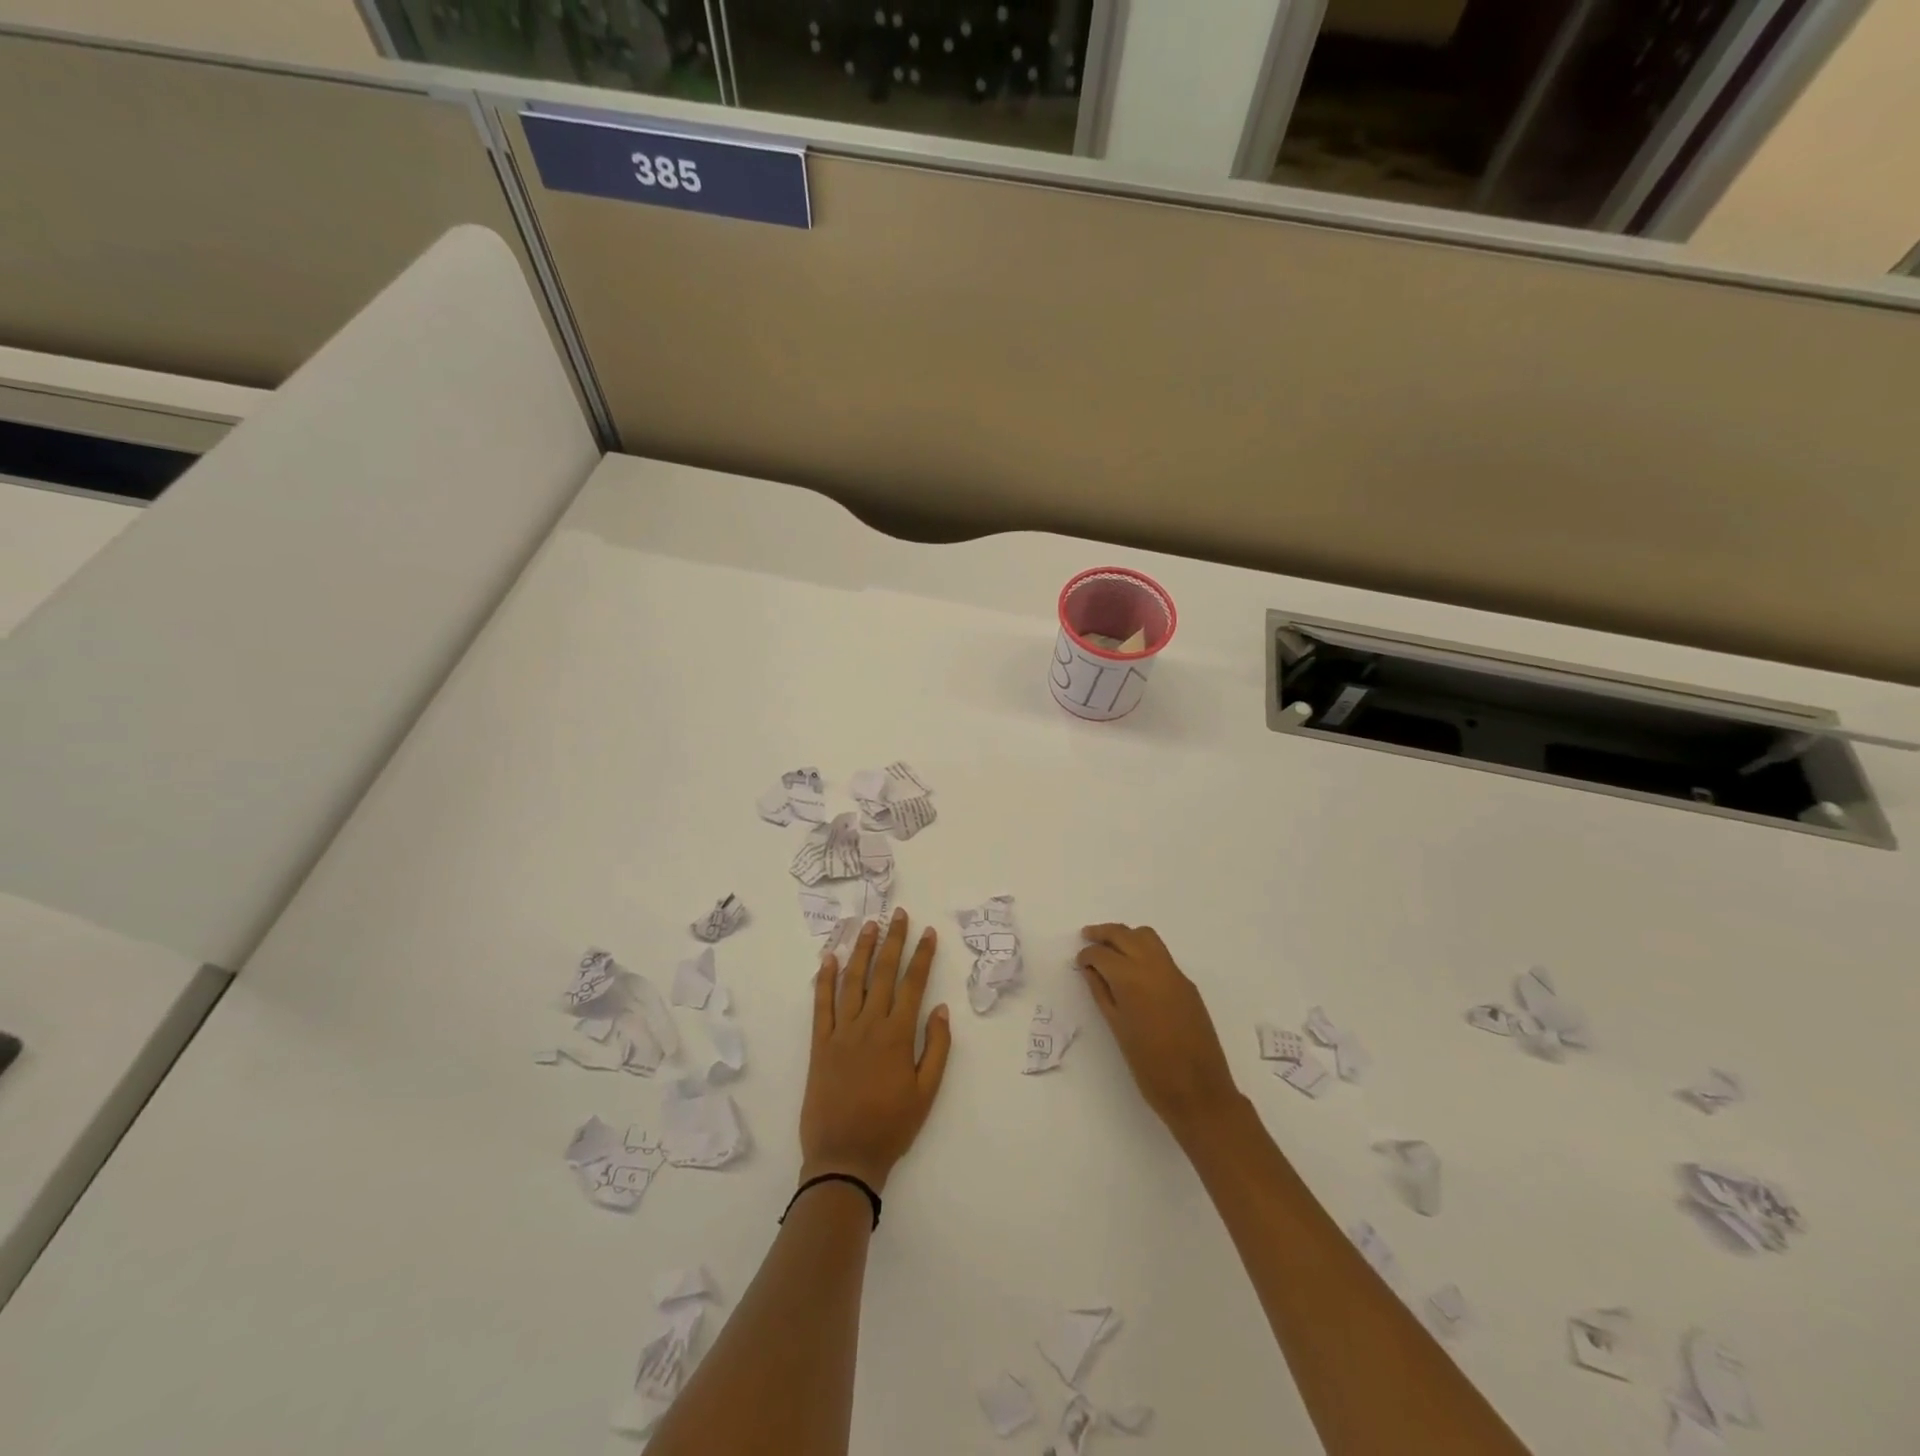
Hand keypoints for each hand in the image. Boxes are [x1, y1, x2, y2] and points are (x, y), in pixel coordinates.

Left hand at [800, 909, 952, 1191]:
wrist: (843, 1158)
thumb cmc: (890, 1127)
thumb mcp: (926, 1093)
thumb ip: (936, 1048)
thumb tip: (940, 1009)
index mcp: (897, 1035)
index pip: (913, 984)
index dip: (922, 955)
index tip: (928, 932)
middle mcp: (869, 1025)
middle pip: (883, 973)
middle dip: (893, 941)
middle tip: (898, 914)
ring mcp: (841, 1032)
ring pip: (853, 981)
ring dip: (862, 950)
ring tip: (869, 926)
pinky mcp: (819, 1044)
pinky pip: (821, 1005)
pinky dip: (824, 979)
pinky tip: (828, 959)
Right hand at [1076, 923, 1240, 1138]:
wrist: (1199, 1091)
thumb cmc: (1149, 1067)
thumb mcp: (1117, 1028)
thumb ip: (1102, 993)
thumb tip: (1090, 970)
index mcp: (1131, 979)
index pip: (1102, 953)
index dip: (1087, 955)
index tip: (1079, 963)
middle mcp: (1153, 966)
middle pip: (1124, 934)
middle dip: (1103, 933)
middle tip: (1087, 937)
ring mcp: (1174, 973)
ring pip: (1146, 937)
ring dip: (1126, 936)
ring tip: (1111, 949)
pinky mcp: (1187, 983)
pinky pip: (1161, 954)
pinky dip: (1143, 950)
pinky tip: (1134, 969)